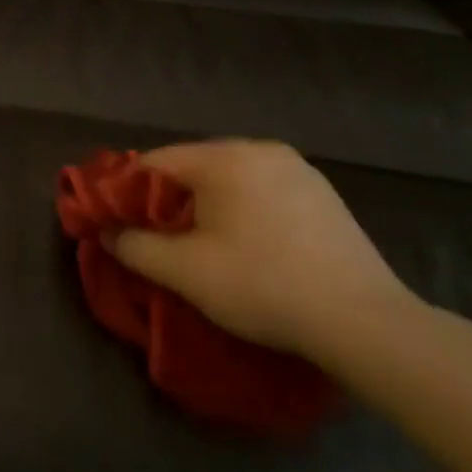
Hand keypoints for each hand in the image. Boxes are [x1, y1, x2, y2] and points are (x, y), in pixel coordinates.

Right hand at [107, 140, 420, 364]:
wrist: (363, 322)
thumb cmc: (262, 286)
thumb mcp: (184, 271)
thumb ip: (135, 246)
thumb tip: (108, 233)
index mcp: (226, 158)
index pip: (155, 162)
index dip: (126, 192)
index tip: (117, 224)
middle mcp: (262, 150)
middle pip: (192, 167)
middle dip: (166, 200)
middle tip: (156, 240)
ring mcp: (298, 170)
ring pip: (228, 179)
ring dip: (205, 206)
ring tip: (200, 245)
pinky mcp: (322, 194)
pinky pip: (261, 191)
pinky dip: (241, 210)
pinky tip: (247, 246)